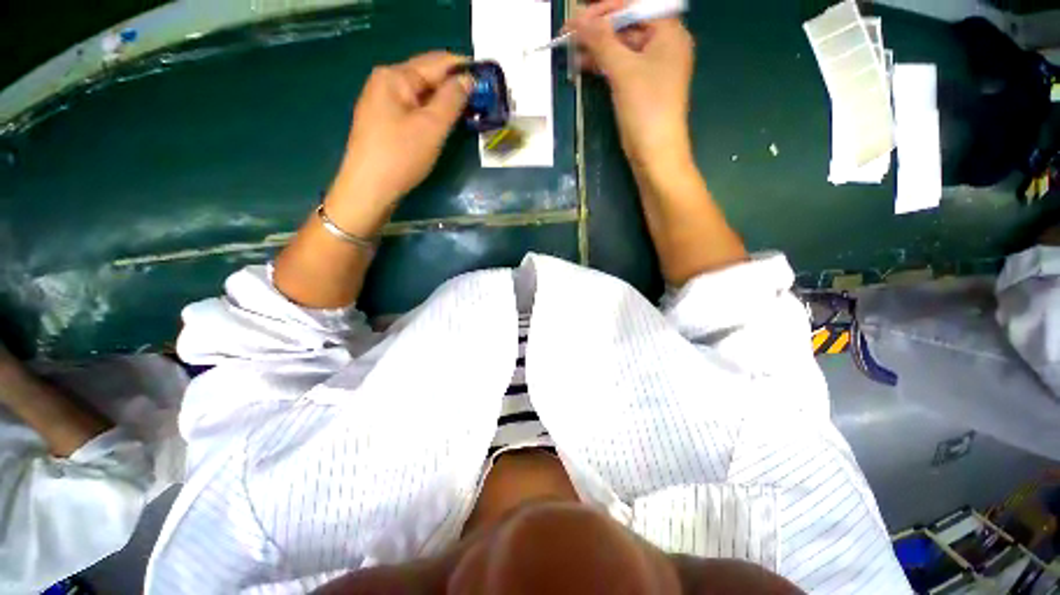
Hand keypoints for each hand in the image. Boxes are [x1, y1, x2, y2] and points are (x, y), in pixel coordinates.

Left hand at [332, 52, 471, 216]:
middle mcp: (385, 82)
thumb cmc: (401, 155)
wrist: (369, 189)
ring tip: (468, 111)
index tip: (487, 79)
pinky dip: (431, 113)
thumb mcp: (432, 126)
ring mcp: (382, 103)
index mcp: (395, 76)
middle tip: (481, 99)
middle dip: (454, 85)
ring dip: (444, 100)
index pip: (436, 62)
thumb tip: (468, 79)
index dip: (463, 67)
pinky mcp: (383, 122)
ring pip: (420, 95)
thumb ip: (452, 99)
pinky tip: (443, 123)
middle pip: (427, 76)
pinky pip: (413, 109)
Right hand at [567, 3, 694, 172]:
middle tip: (571, 34)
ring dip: (597, 48)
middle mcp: (663, 45)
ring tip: (572, 50)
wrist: (655, 154)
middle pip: (628, 25)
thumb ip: (601, 41)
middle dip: (599, 29)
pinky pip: (621, 66)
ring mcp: (653, 68)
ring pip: (622, 47)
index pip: (635, 6)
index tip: (578, 18)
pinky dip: (603, 64)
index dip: (606, 10)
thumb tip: (578, 18)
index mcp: (669, 33)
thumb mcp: (623, 71)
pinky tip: (583, 64)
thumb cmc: (646, 109)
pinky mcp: (641, 87)